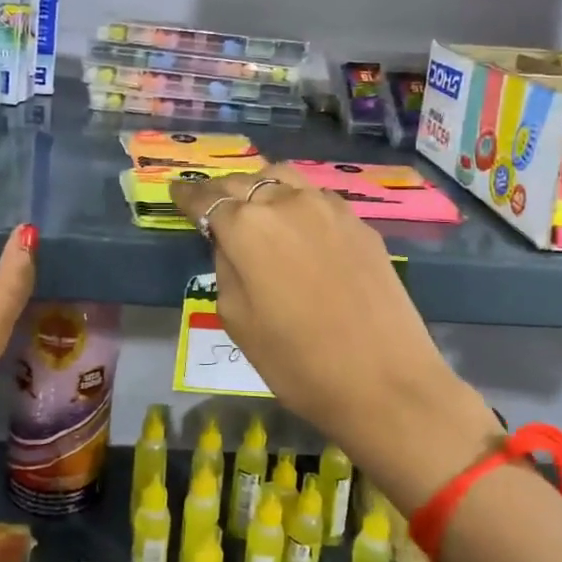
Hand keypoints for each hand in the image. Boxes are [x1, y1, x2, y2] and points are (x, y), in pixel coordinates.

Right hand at [170, 164, 500, 512]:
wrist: (385, 382)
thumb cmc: (298, 363)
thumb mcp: (238, 321)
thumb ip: (226, 268)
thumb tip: (230, 243)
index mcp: (247, 227)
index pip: (207, 198)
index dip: (188, 196)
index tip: (176, 192)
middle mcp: (287, 203)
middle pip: (245, 181)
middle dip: (222, 190)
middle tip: (210, 202)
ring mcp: (329, 209)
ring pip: (284, 178)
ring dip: (261, 186)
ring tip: (254, 206)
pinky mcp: (360, 224)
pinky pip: (317, 198)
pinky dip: (297, 201)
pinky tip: (298, 223)